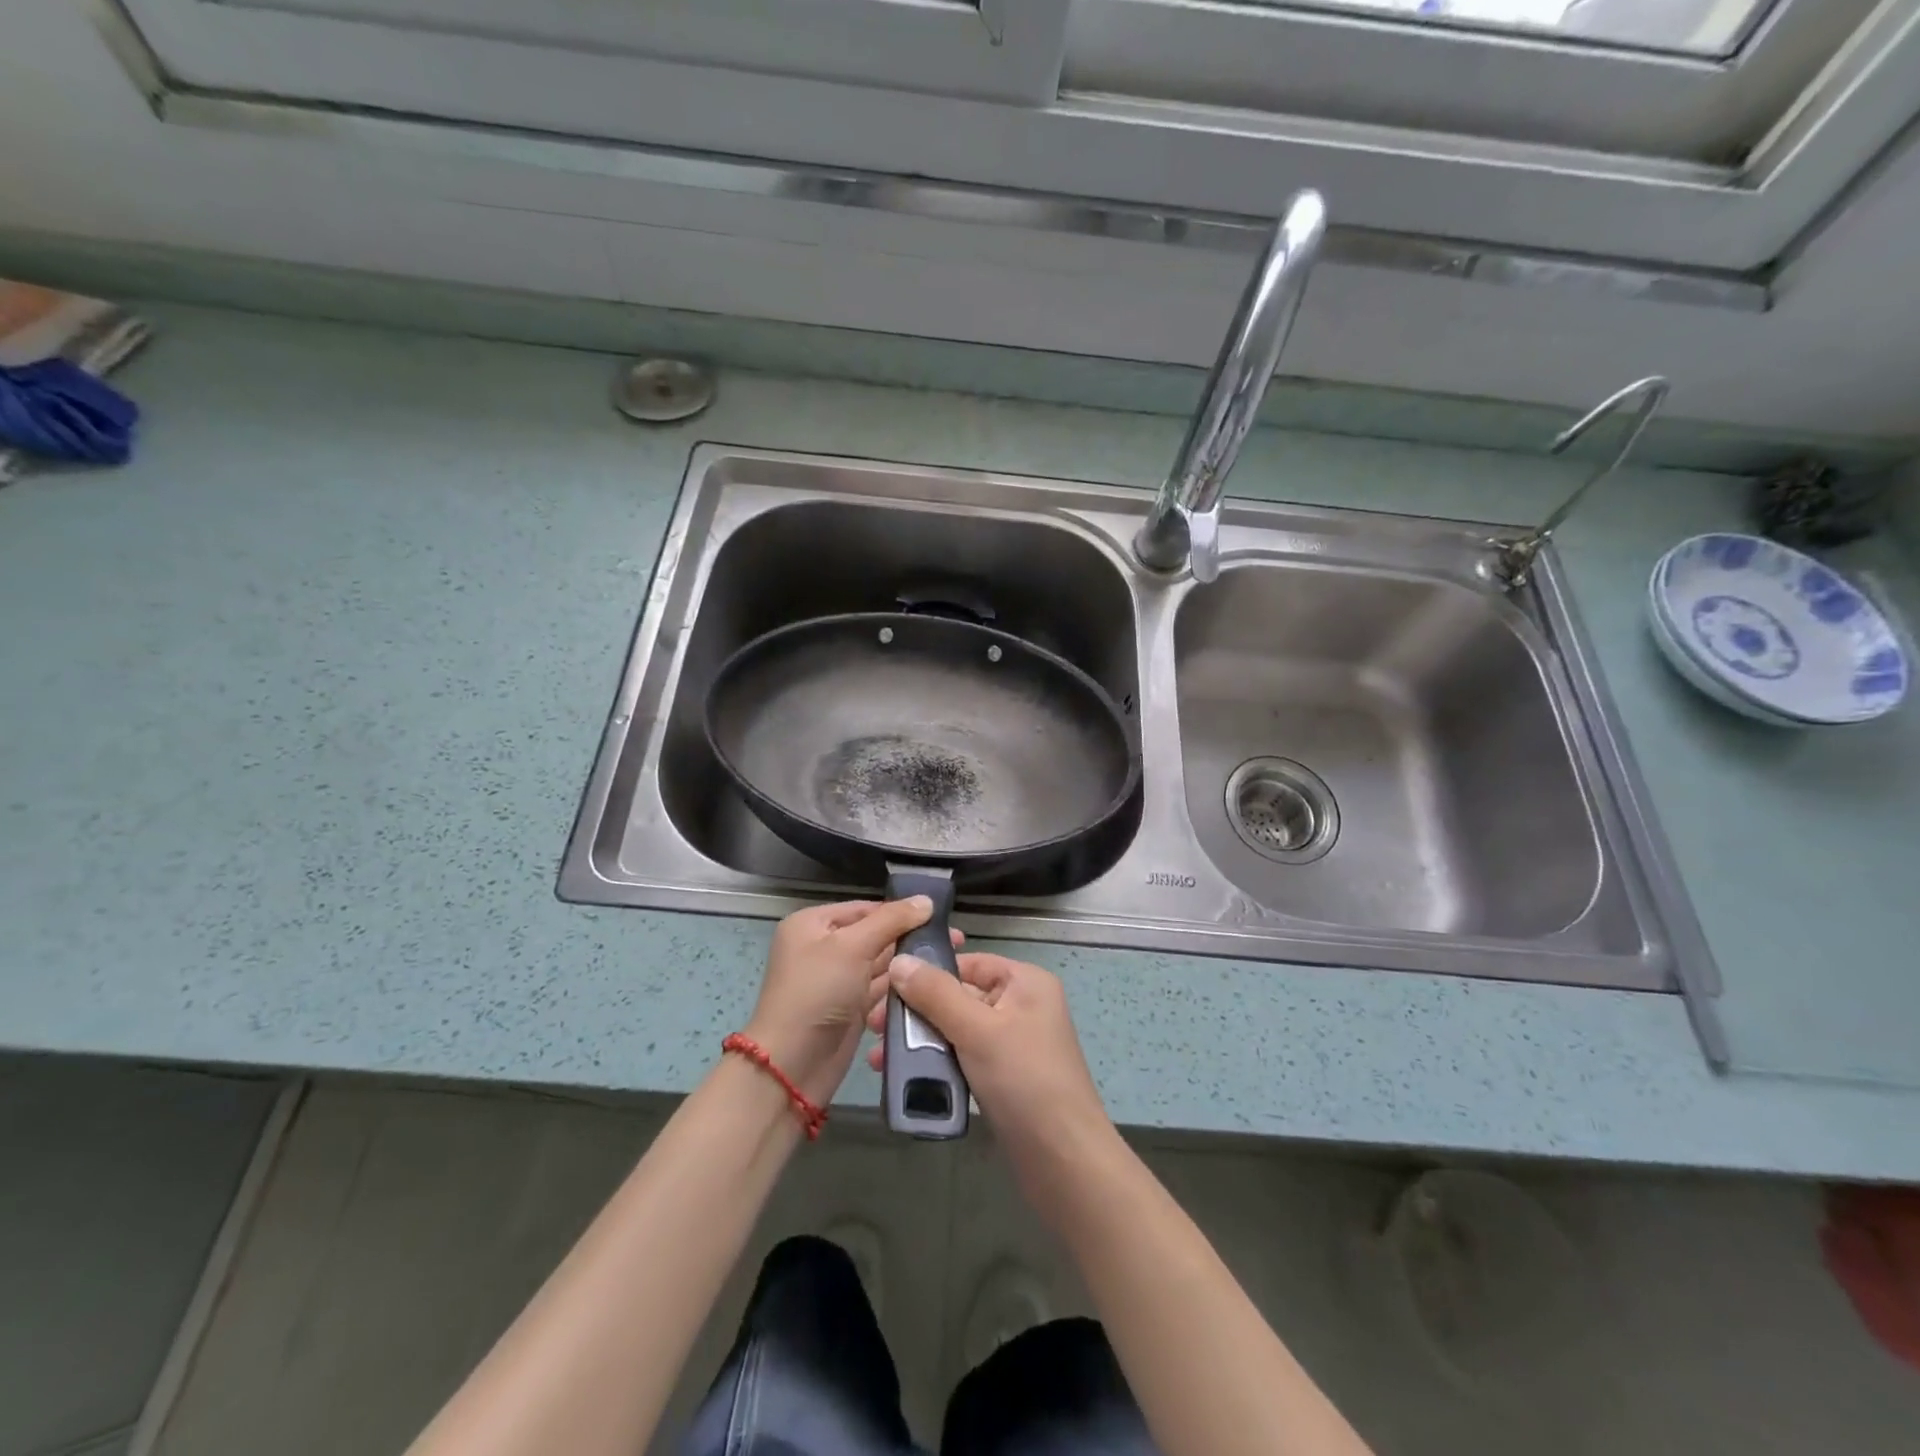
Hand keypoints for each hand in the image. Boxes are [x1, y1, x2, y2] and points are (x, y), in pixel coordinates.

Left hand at [745, 899, 961, 1106]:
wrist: (792, 1066)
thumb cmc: (817, 993)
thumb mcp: (852, 947)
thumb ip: (891, 920)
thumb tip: (926, 900)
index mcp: (813, 924)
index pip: (865, 907)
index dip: (901, 911)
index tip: (941, 916)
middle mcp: (823, 947)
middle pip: (875, 935)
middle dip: (910, 938)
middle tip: (955, 941)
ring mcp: (837, 980)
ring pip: (881, 963)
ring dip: (909, 964)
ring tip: (950, 962)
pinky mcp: (850, 1007)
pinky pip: (881, 989)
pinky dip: (901, 988)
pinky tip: (931, 986)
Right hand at [867, 951, 1110, 1168]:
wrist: (1064, 1161)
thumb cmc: (1024, 1081)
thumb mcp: (977, 1030)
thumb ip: (936, 994)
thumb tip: (900, 960)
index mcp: (1025, 982)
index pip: (967, 963)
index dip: (927, 972)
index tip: (884, 988)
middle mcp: (1020, 1006)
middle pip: (958, 996)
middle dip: (915, 1012)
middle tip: (874, 1028)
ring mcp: (1012, 1044)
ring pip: (956, 1030)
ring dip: (919, 1043)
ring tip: (880, 1060)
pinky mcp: (1003, 1078)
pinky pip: (962, 1059)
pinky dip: (936, 1065)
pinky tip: (905, 1079)